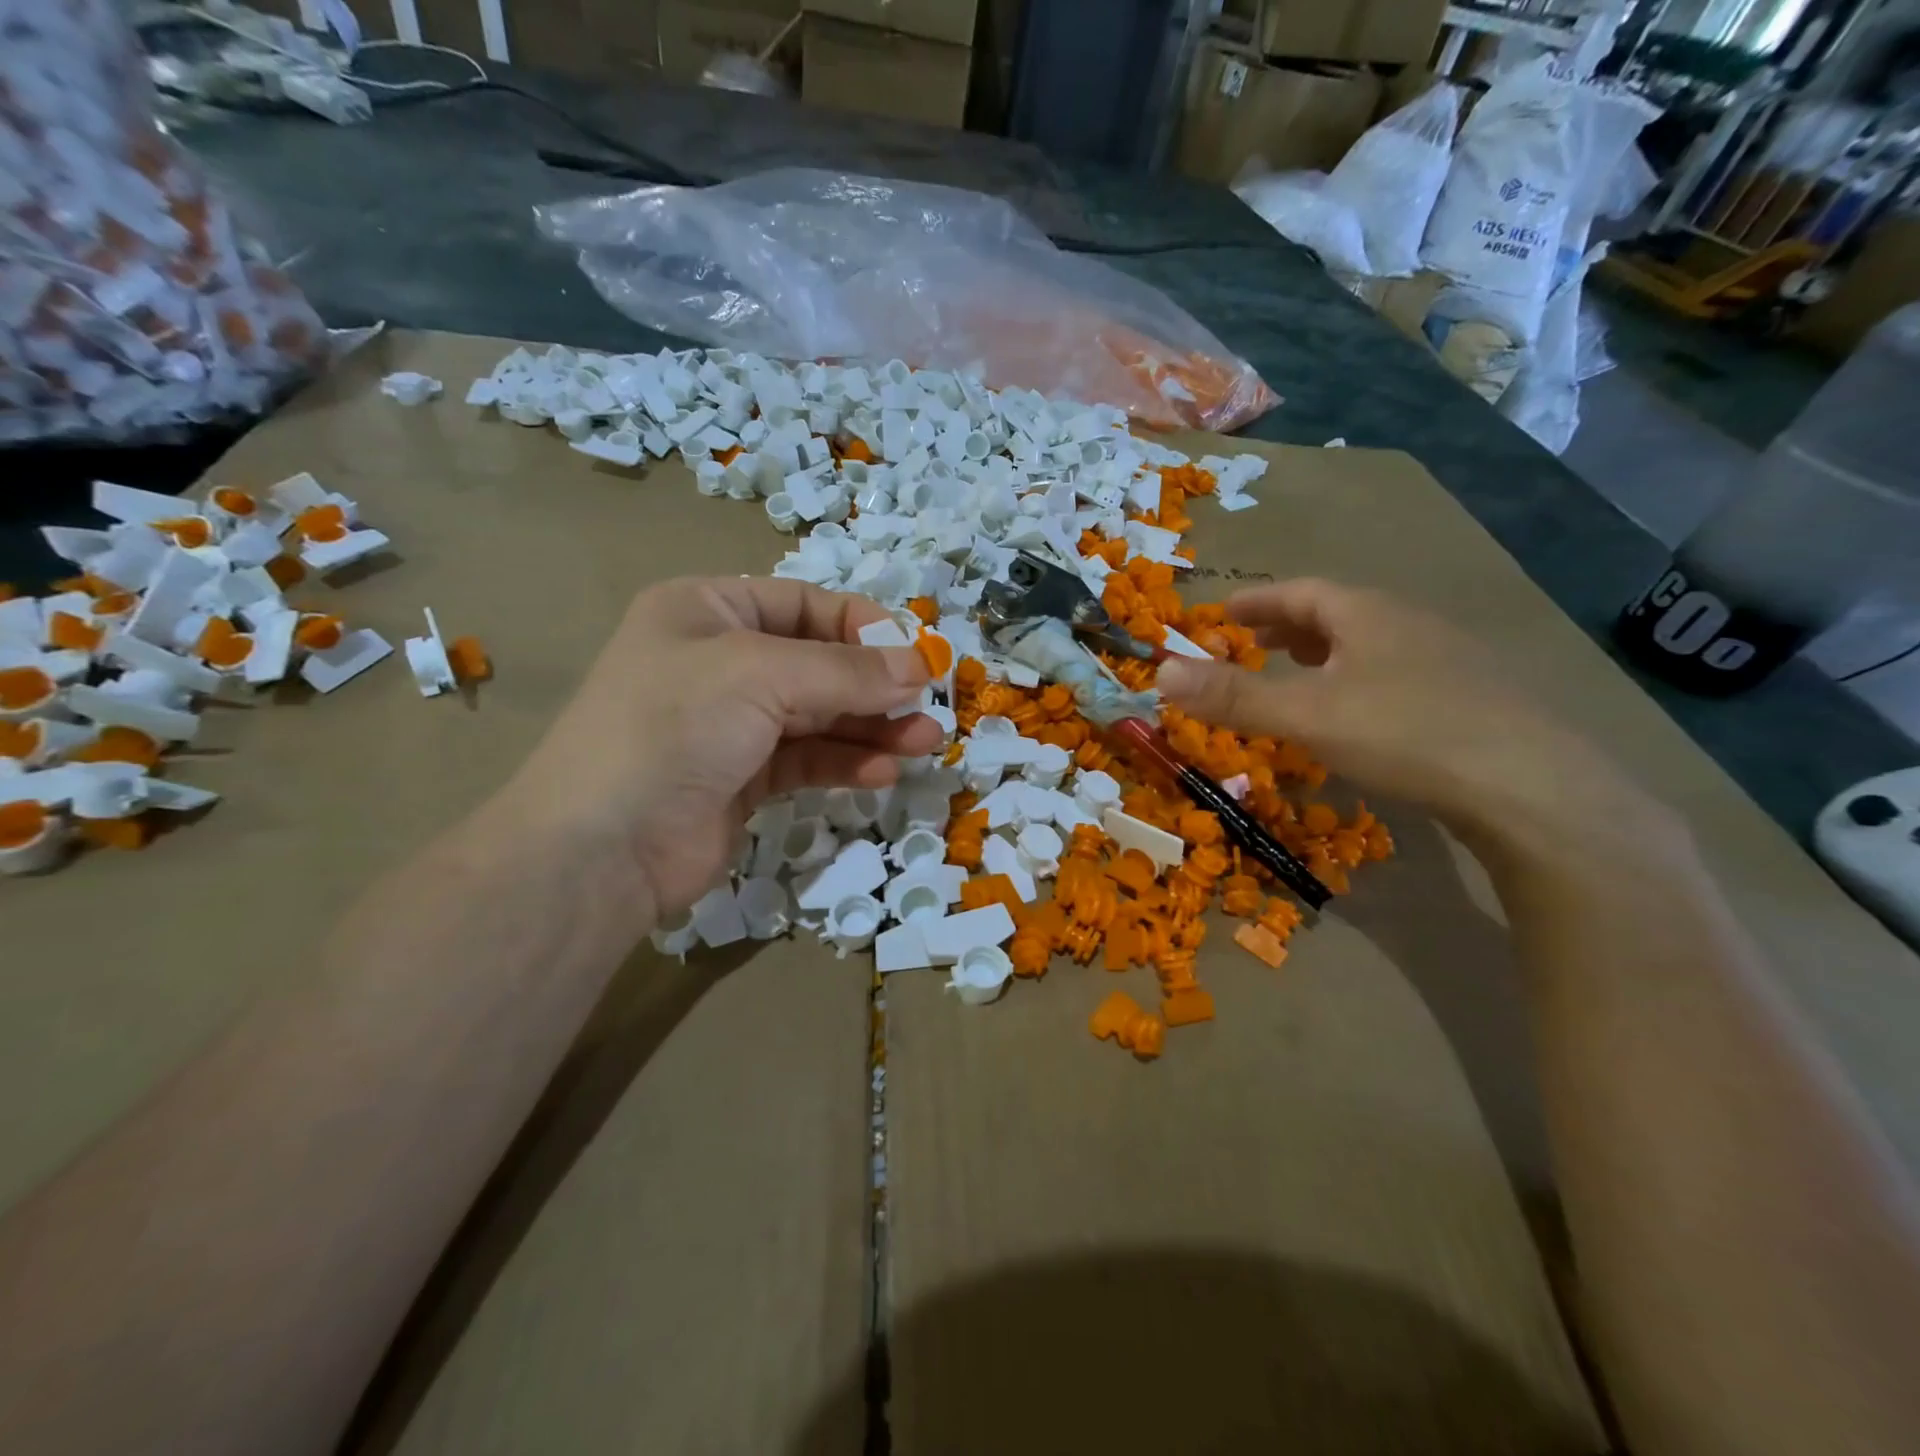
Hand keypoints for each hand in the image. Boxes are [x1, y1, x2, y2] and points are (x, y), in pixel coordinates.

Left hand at [505, 577, 941, 921]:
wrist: (602, 849)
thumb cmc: (674, 728)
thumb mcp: (761, 676)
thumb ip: (847, 671)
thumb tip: (920, 666)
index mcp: (708, 612)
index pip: (804, 603)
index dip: (862, 625)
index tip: (915, 655)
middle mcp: (720, 662)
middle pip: (819, 663)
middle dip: (876, 685)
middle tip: (930, 705)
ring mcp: (732, 724)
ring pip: (820, 715)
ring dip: (872, 727)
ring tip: (923, 742)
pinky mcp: (744, 778)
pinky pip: (808, 760)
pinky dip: (845, 763)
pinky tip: (881, 773)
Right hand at [1155, 579, 1658, 858]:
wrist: (1531, 787)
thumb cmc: (1406, 733)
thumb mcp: (1305, 714)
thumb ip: (1232, 695)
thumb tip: (1158, 670)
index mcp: (1368, 615)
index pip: (1302, 592)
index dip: (1257, 601)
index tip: (1224, 611)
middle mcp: (1409, 625)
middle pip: (1339, 614)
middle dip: (1290, 627)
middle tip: (1254, 643)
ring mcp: (1448, 661)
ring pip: (1371, 645)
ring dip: (1326, 655)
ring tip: (1299, 676)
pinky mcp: (1471, 700)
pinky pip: (1398, 675)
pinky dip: (1359, 683)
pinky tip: (1358, 717)